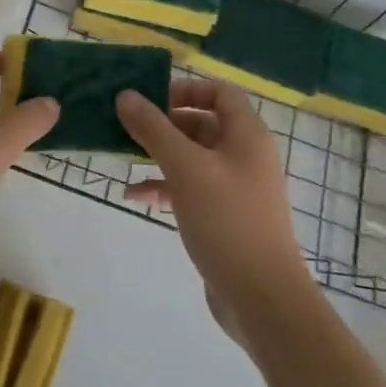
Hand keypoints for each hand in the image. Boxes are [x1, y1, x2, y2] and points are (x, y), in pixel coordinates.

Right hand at [116, 80, 310, 326]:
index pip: (220, 93)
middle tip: (126, 126)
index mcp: (246, 136)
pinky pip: (190, 187)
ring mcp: (235, 188)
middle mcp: (244, 156)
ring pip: (191, 157)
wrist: (262, 298)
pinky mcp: (224, 216)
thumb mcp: (184, 168)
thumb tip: (125, 95)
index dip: (186, 88)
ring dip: (158, 155)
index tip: (150, 98)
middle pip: (202, 123)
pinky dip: (164, 186)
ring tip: (124, 157)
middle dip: (163, 123)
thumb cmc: (227, 221)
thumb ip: (153, 128)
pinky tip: (135, 196)